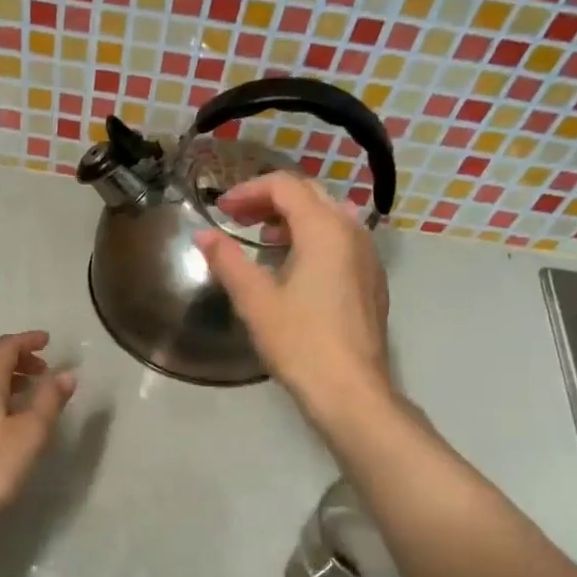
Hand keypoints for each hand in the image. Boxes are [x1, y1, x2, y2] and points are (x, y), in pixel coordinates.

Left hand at [0, 330, 76, 530]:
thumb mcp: (31, 433)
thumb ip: (49, 400)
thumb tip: (66, 374)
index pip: (5, 347)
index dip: (27, 341)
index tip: (48, 341)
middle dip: (15, 355)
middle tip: (41, 367)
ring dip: (4, 374)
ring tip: (29, 390)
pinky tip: (6, 416)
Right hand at [195, 173, 390, 421]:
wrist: (350, 389)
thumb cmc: (300, 342)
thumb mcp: (255, 300)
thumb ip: (228, 260)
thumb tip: (204, 235)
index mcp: (324, 229)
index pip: (285, 186)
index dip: (249, 191)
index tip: (221, 210)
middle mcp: (352, 231)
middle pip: (310, 194)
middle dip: (271, 199)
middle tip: (238, 218)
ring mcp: (368, 255)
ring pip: (329, 215)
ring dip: (294, 217)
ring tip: (264, 239)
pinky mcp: (372, 279)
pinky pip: (342, 239)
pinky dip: (314, 237)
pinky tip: (294, 266)